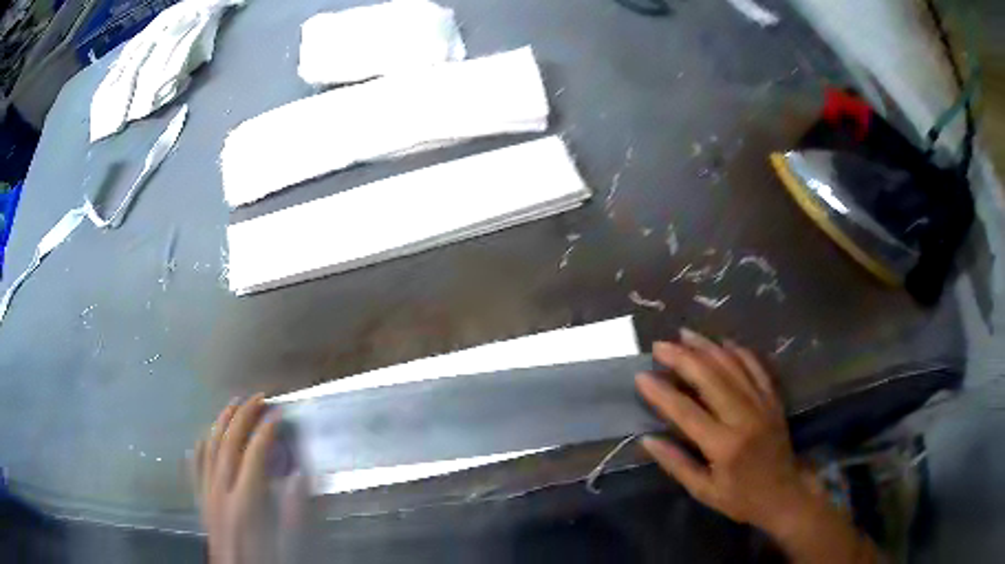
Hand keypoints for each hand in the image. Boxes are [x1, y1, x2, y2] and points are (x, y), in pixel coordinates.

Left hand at [194, 395, 306, 563]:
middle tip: (258, 397)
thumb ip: (294, 511)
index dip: (266, 431)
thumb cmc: (268, 559)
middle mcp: (221, 492)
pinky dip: (202, 443)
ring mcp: (206, 493)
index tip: (279, 413)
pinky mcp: (200, 499)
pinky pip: (196, 464)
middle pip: (229, 443)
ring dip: (222, 421)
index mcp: (245, 504)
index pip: (254, 455)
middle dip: (244, 416)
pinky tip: (207, 433)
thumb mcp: (289, 544)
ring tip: (234, 404)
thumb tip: (299, 475)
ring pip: (210, 447)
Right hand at [636, 330, 879, 562]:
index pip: (686, 412)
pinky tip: (723, 343)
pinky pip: (757, 367)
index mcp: (724, 446)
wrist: (785, 493)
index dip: (662, 393)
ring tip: (685, 334)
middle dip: (683, 358)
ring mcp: (762, 404)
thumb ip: (677, 465)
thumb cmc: (741, 498)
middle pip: (711, 378)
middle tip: (660, 345)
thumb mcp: (704, 492)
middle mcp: (744, 418)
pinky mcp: (773, 398)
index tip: (641, 376)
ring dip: (707, 347)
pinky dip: (740, 351)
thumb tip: (648, 439)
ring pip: (733, 366)